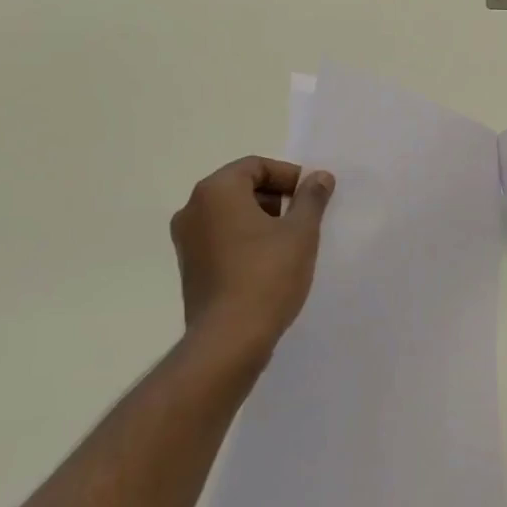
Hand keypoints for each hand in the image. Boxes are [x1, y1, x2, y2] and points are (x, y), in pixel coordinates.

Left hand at [171, 157, 333, 360]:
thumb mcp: (301, 232)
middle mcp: (193, 209)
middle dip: (276, 197)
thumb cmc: (267, 275)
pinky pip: (221, 239)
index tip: (313, 196)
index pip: (256, 166)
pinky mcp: (190, 268)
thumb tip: (319, 176)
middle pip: (241, 187)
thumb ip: (311, 198)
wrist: (229, 340)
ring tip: (291, 242)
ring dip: (262, 220)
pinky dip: (245, 240)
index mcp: (216, 191)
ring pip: (230, 215)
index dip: (289, 176)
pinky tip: (270, 263)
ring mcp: (187, 241)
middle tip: (305, 218)